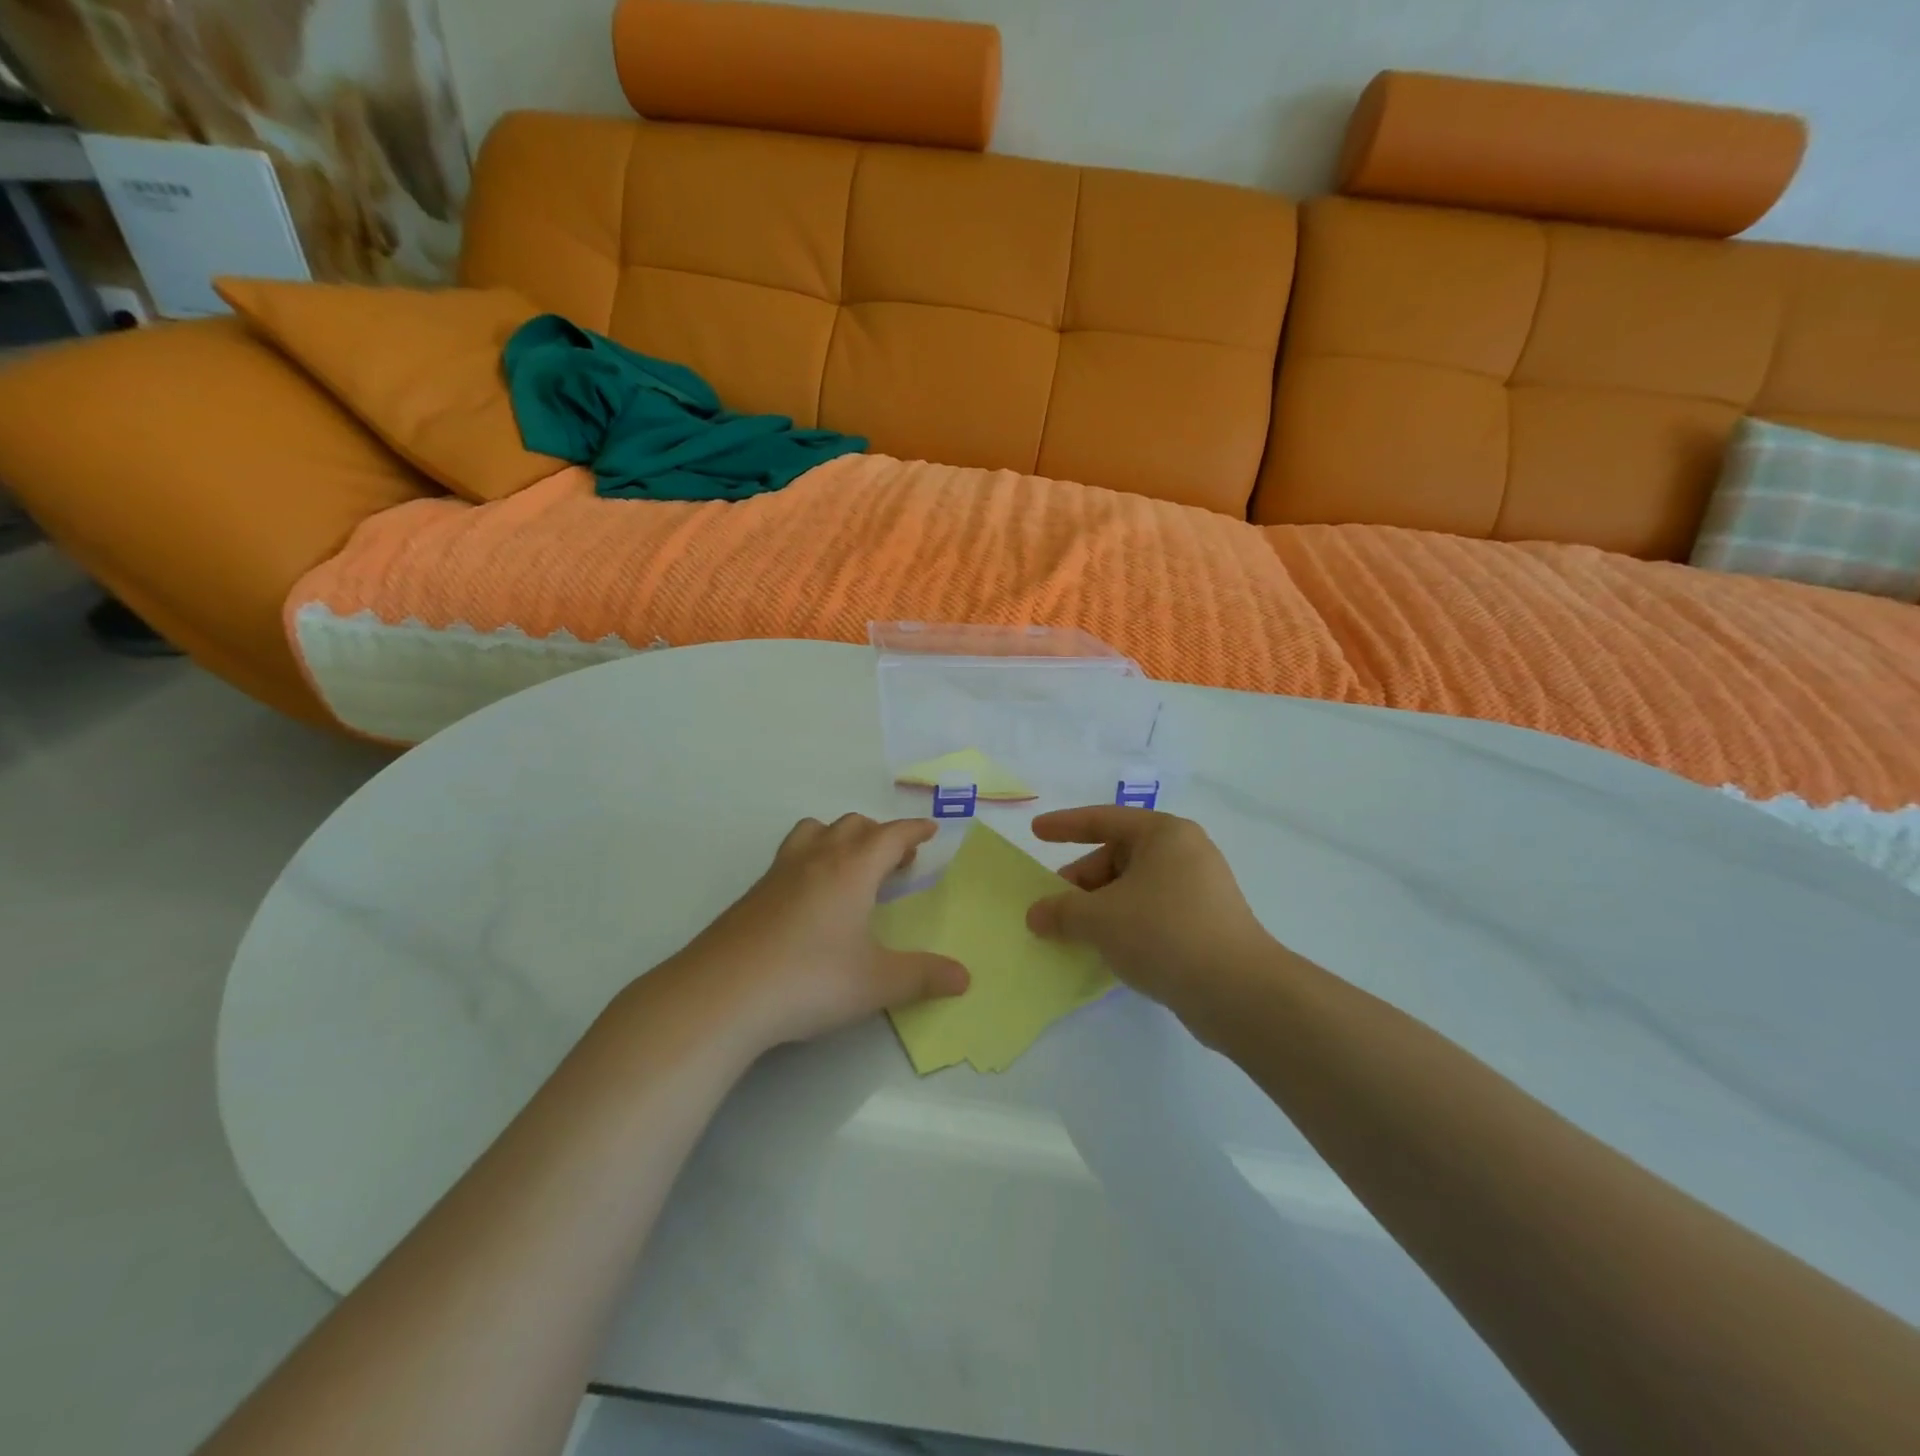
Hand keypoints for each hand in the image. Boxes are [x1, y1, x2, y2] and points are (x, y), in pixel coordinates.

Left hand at [677, 814, 969, 1050]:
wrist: (722, 994)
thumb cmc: (810, 980)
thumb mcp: (876, 983)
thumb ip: (923, 977)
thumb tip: (965, 978)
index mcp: (852, 869)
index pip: (890, 835)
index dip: (913, 830)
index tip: (929, 830)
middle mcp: (817, 859)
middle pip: (853, 826)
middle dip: (880, 835)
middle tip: (896, 862)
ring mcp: (779, 873)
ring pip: (815, 831)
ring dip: (840, 837)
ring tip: (851, 867)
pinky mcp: (753, 894)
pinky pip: (791, 856)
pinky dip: (811, 859)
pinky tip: (810, 899)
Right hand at [1025, 807, 1273, 1022]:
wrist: (1238, 991)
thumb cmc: (1163, 933)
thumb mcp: (1099, 918)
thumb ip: (1061, 911)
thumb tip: (1036, 915)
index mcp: (1164, 834)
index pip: (1104, 820)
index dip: (1065, 826)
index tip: (1036, 831)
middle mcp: (1185, 853)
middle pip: (1118, 857)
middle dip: (1081, 881)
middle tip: (1053, 907)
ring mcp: (1200, 890)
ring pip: (1134, 888)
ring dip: (1100, 907)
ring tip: (1075, 935)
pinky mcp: (1206, 924)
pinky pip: (1152, 913)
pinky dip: (1125, 924)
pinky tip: (1107, 951)